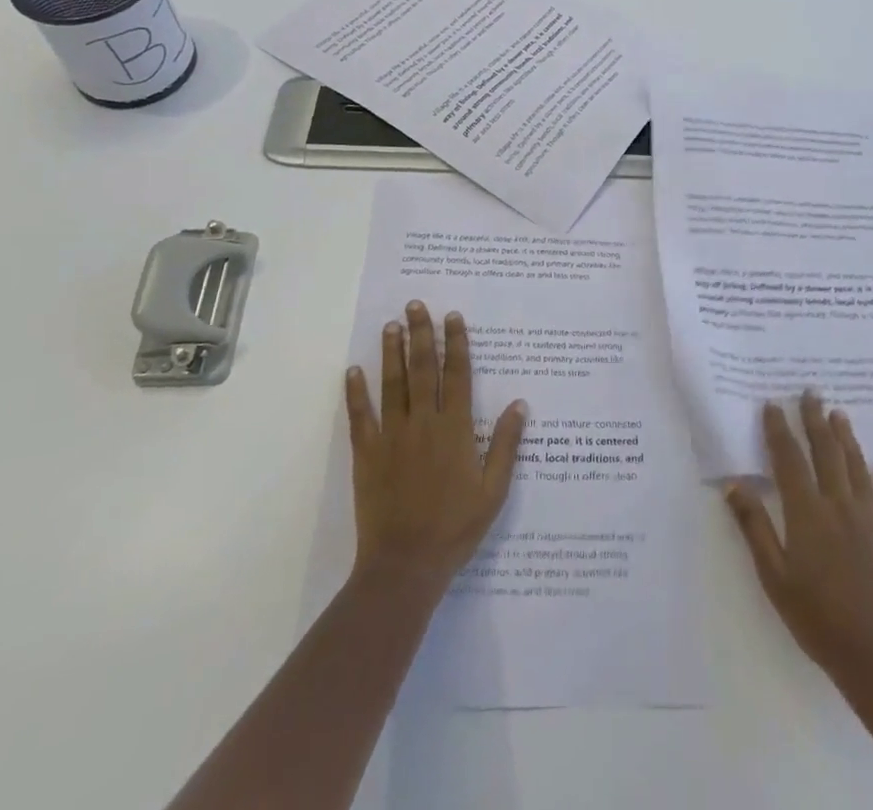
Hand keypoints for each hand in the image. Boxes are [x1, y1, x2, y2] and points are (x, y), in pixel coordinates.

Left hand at [345, 301, 527, 600]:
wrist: (405, 566)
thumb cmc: (455, 529)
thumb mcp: (494, 491)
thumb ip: (506, 445)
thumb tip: (520, 404)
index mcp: (456, 430)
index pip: (458, 375)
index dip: (456, 344)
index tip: (453, 317)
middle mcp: (424, 424)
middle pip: (423, 370)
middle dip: (421, 334)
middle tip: (415, 305)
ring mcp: (392, 437)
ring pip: (393, 385)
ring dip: (392, 353)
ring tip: (391, 326)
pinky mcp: (367, 454)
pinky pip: (361, 417)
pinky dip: (356, 392)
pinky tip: (353, 370)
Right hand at [726, 392, 872, 701]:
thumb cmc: (819, 620)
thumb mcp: (774, 578)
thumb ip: (755, 528)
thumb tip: (734, 485)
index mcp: (807, 512)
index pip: (789, 459)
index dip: (779, 430)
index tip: (773, 404)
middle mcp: (840, 504)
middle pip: (826, 451)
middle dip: (815, 419)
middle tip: (811, 391)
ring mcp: (871, 519)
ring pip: (857, 466)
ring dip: (847, 438)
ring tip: (839, 414)